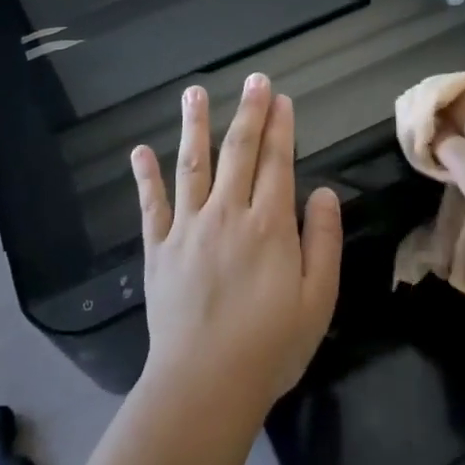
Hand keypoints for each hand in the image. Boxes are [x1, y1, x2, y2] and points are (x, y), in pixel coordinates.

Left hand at [132, 74, 342, 417]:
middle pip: (238, 153)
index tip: (281, 98)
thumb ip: (323, 241)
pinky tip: (139, 151)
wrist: (204, 384)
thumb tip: (325, 193)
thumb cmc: (270, 346)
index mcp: (268, 225)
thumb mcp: (317, 299)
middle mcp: (227, 215)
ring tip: (194, 93)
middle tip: (254, 79)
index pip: (277, 163)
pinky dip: (145, 177)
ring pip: (192, 165)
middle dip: (248, 113)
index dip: (281, 128)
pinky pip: (151, 205)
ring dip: (195, 126)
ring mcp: (187, 229)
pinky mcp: (158, 250)